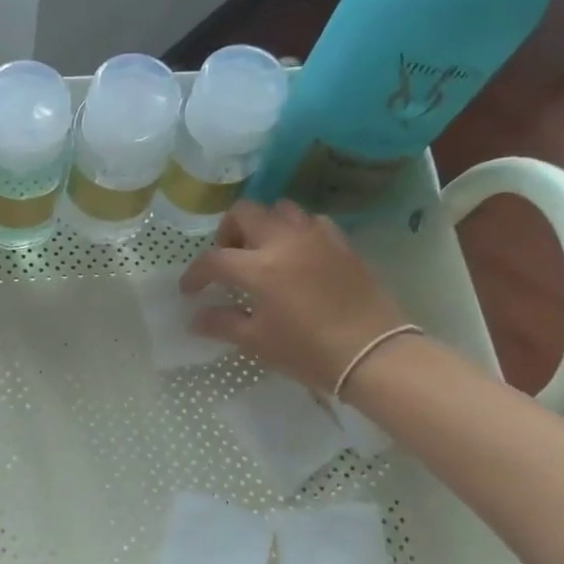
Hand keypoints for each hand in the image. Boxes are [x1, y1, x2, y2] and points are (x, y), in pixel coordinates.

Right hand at [179, 201, 408, 392]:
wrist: (373, 354)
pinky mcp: (342, 243)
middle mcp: (285, 242)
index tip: (190, 291)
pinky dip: (296, 231)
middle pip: (245, 212)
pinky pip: (311, 222)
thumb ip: (222, 324)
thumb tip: (195, 318)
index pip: (213, 259)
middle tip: (228, 260)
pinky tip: (297, 255)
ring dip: (263, 225)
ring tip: (262, 253)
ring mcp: (316, 238)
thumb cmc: (308, 351)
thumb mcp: (257, 342)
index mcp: (260, 268)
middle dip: (227, 232)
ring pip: (280, 209)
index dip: (195, 274)